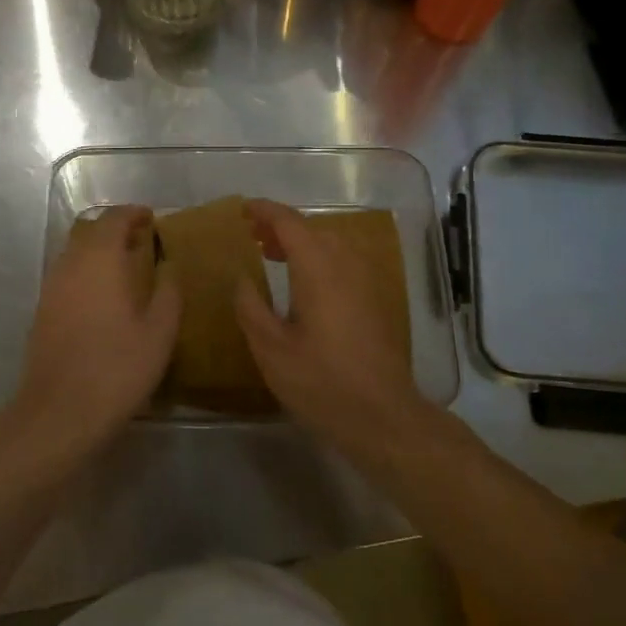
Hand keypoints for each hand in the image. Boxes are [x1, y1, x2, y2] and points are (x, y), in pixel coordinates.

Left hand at [6, 205, 179, 465]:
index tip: (152, 218)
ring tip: (127, 266)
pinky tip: (104, 296)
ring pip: (76, 253)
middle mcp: (70, 264)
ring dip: (100, 251)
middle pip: (90, 231)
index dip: (133, 214)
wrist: (59, 412)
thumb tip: (168, 265)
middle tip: (142, 240)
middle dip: (116, 229)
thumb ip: (168, 291)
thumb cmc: (117, 368)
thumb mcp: (159, 332)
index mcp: (100, 260)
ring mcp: (51, 287)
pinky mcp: (43, 310)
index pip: (114, 219)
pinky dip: (87, 272)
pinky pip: (67, 275)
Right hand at [233, 198, 426, 457]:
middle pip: (312, 229)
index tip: (243, 210)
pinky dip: (320, 258)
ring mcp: (366, 281)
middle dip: (281, 227)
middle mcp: (346, 265)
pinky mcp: (376, 300)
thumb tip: (242, 278)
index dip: (265, 211)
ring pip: (331, 244)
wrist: (383, 416)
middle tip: (253, 238)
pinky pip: (344, 262)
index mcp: (318, 269)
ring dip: (302, 242)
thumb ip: (251, 307)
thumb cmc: (321, 383)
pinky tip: (306, 284)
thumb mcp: (271, 349)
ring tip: (274, 256)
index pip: (290, 223)